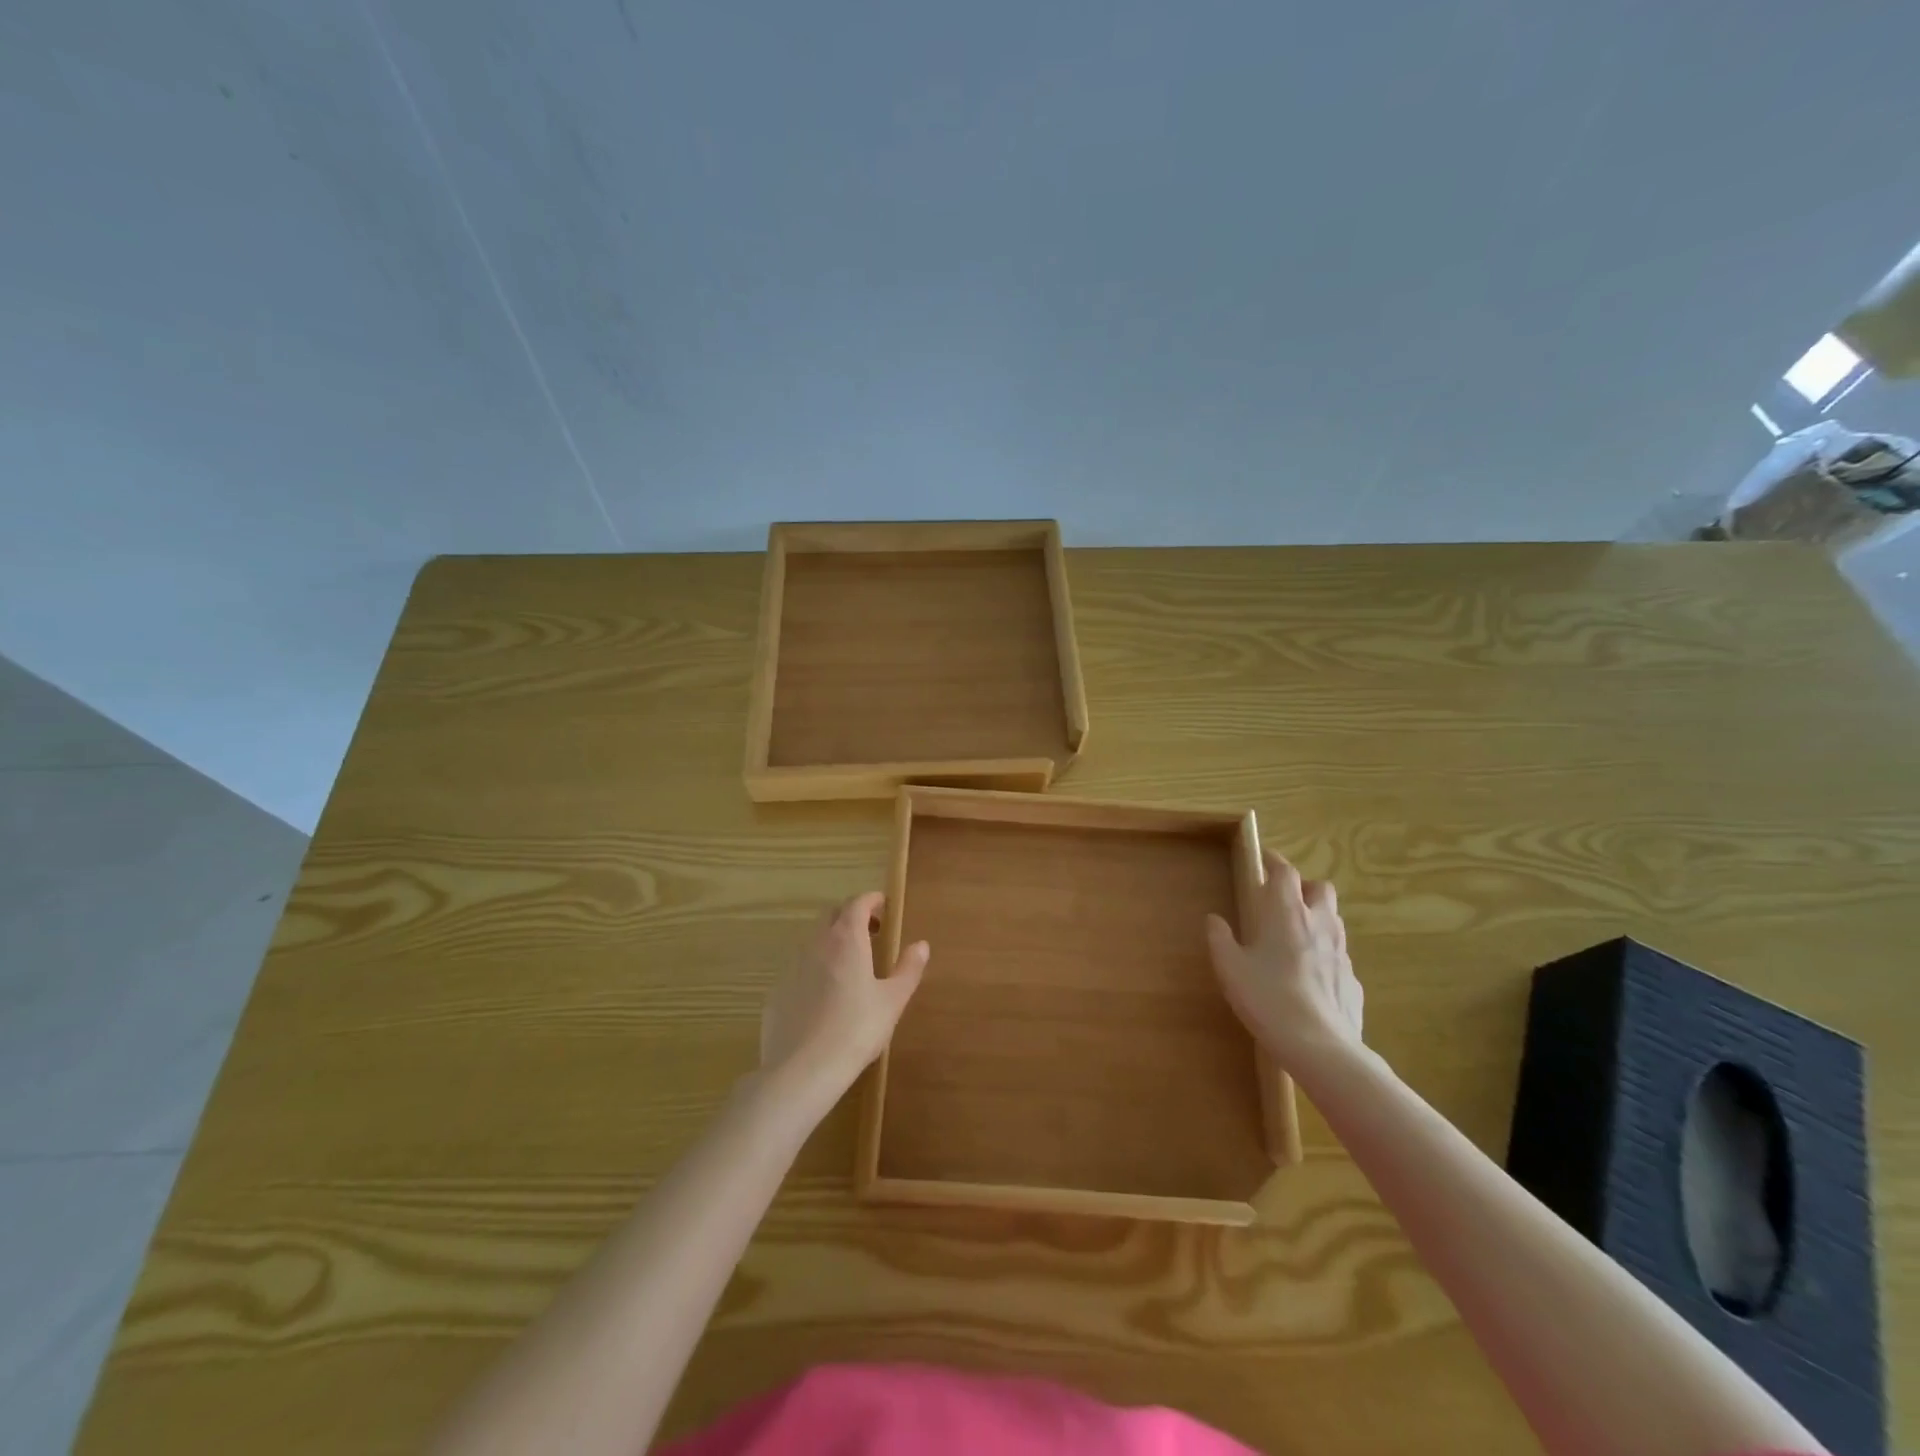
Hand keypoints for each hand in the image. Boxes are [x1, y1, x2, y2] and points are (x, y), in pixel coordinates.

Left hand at [759, 892, 927, 1104]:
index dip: (872, 900)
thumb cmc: (856, 1030)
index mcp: (846, 939)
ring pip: (812, 941)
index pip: (857, 902)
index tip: (884, 907)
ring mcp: (791, 966)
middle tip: (870, 934)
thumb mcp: (893, 1001)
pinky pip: (798, 969)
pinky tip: (822, 999)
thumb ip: (908, 968)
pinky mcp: (776, 992)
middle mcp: (816, 944)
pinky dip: (813, 970)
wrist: (802, 1070)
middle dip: (851, 916)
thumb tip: (921, 945)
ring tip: (848, 968)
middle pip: (832, 915)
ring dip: (831, 942)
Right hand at [1205, 850, 1362, 1069]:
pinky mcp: (1353, 979)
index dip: (1276, 862)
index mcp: (1287, 913)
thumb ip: (1220, 939)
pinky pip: (1339, 955)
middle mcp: (1319, 924)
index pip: (1286, 872)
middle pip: (1321, 888)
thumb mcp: (1230, 968)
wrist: (1320, 1046)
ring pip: (1333, 919)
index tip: (1265, 860)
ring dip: (1317, 917)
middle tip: (1284, 899)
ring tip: (1295, 935)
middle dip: (1304, 886)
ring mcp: (1341, 952)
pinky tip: (1310, 976)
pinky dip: (1325, 953)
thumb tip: (1214, 919)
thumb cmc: (1268, 998)